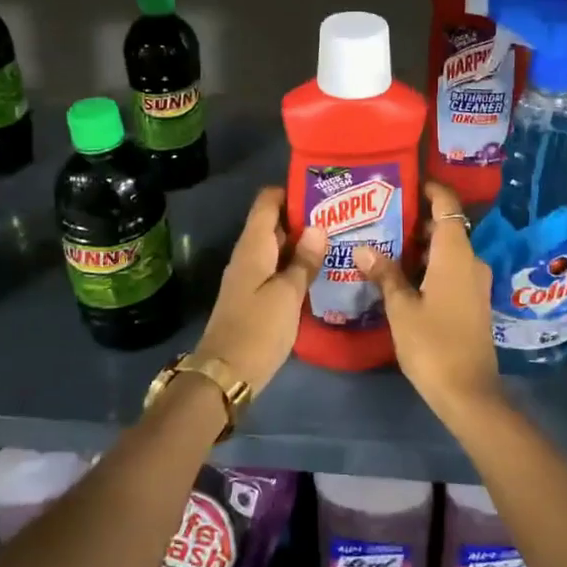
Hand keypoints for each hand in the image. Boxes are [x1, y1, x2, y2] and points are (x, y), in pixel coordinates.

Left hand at [195, 187, 325, 395]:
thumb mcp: (288, 294)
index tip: (323, 192)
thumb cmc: (258, 329)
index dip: (292, 191)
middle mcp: (248, 255)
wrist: (225, 375)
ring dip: (303, 243)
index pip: (267, 201)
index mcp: (253, 246)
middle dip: (304, 217)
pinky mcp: (254, 296)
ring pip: (277, 248)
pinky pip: (276, 269)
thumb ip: (304, 260)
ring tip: (338, 240)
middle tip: (341, 217)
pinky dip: (296, 265)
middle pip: (274, 223)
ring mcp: (249, 276)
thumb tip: (318, 226)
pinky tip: (320, 271)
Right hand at [353, 181, 500, 422]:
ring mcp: (475, 283)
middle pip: (446, 227)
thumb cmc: (432, 343)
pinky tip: (402, 277)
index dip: (429, 189)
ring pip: (447, 251)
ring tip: (385, 246)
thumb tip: (363, 248)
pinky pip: (451, 270)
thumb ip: (385, 274)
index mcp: (455, 254)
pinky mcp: (473, 302)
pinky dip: (430, 266)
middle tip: (381, 219)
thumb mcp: (401, 308)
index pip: (447, 205)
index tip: (404, 184)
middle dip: (416, 220)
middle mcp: (471, 261)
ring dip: (421, 247)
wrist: (468, 392)